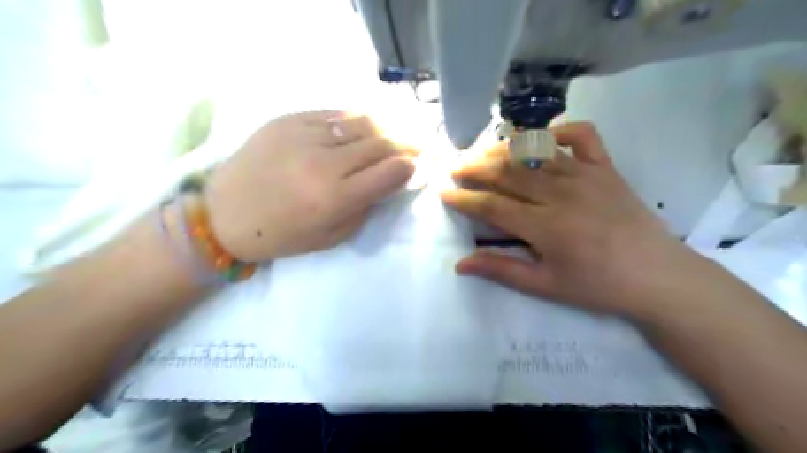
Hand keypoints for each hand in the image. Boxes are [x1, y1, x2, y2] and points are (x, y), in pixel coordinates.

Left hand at [203, 110, 414, 263]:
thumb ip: (365, 208)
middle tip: (420, 146)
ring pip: (362, 122)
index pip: (390, 172)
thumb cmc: (281, 235)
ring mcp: (304, 135)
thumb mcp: (331, 237)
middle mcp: (324, 162)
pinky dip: (357, 119)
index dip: (410, 167)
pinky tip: (366, 125)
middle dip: (407, 144)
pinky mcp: (288, 119)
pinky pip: (335, 113)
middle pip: (381, 143)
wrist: (224, 214)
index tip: (419, 167)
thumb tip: (388, 182)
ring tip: (398, 133)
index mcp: (334, 197)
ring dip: (387, 127)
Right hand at [440, 123, 699, 316]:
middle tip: (455, 165)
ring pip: (536, 152)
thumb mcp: (545, 285)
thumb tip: (460, 264)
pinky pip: (582, 135)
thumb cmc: (598, 286)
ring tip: (483, 152)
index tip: (445, 193)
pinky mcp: (606, 167)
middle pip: (509, 173)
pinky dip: (559, 130)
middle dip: (475, 168)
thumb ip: (501, 270)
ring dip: (504, 149)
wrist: (658, 276)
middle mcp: (562, 193)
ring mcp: (586, 175)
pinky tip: (543, 137)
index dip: (465, 199)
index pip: (493, 206)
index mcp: (546, 226)